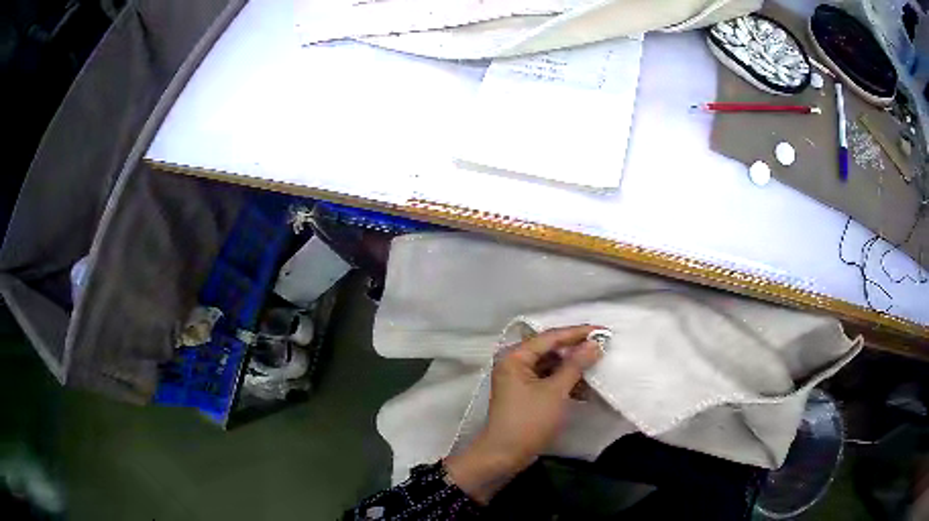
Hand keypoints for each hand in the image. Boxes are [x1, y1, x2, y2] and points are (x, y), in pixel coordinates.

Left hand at [444, 325, 602, 503]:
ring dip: (572, 368)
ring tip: (596, 368)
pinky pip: (547, 379)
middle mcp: (514, 363)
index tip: (603, 330)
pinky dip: (564, 382)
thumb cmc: (529, 421)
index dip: (578, 333)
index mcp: (515, 357)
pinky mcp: (524, 394)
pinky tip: (583, 389)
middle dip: (576, 350)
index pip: (551, 337)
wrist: (504, 455)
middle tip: (602, 347)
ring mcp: (518, 379)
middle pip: (550, 349)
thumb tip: (595, 343)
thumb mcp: (555, 391)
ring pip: (550, 365)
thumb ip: (576, 365)